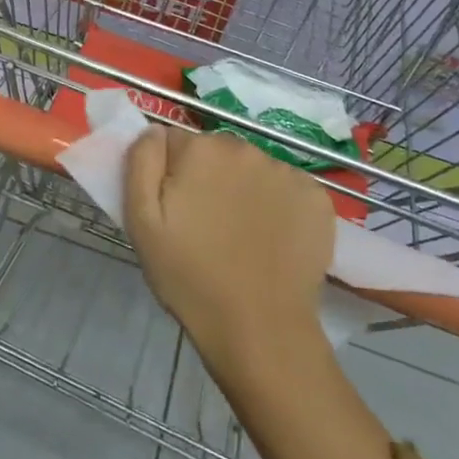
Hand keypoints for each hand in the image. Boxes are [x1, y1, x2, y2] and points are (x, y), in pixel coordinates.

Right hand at [123, 127, 335, 366]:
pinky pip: (286, 188)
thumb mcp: (141, 220)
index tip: (174, 209)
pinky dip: (278, 204)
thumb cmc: (189, 276)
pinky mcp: (317, 198)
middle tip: (204, 224)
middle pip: (215, 152)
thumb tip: (153, 129)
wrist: (259, 329)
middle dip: (207, 177)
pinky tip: (272, 238)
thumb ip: (141, 161)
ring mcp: (286, 172)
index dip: (169, 174)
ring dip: (242, 189)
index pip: (174, 143)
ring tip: (239, 235)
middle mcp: (245, 148)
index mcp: (200, 149)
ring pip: (251, 169)